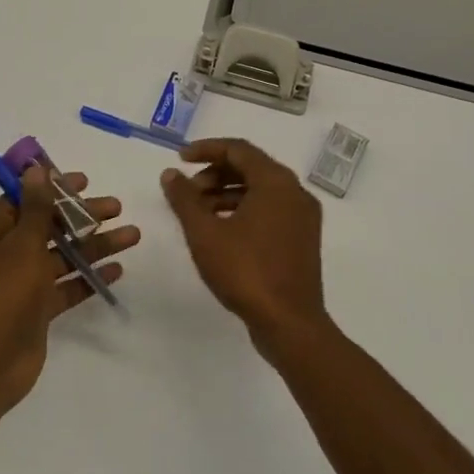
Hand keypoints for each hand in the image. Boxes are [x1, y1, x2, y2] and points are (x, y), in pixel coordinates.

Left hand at [0, 166, 138, 413]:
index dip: (53, 187)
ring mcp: (22, 284)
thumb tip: (36, 168)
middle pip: (49, 226)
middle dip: (82, 216)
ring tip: (133, 236)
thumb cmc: (0, 295)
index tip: (85, 181)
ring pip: (63, 256)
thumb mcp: (21, 245)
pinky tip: (117, 270)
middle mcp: (6, 253)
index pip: (25, 198)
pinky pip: (67, 287)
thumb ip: (36, 208)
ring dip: (95, 245)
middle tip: (117, 207)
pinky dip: (89, 278)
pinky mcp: (38, 311)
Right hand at [161, 138, 327, 356]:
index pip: (238, 149)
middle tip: (187, 191)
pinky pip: (270, 210)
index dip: (206, 149)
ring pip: (260, 190)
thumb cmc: (245, 271)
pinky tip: (220, 230)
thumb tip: (171, 174)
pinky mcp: (302, 239)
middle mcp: (295, 193)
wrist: (290, 324)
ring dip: (226, 193)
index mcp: (276, 182)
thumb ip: (184, 199)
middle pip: (251, 167)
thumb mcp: (204, 232)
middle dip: (214, 174)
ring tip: (198, 212)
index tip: (179, 159)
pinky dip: (243, 210)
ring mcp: (303, 217)